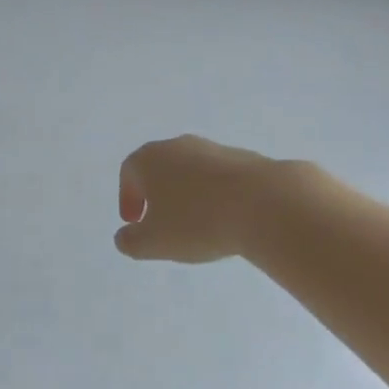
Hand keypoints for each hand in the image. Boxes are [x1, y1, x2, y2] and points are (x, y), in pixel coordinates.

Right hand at [114, 136, 323, 262]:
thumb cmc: (197, 221)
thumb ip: (131, 242)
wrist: (265, 204)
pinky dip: (216, 195)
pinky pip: (220, 177)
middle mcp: (176, 146)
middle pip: (159, 167)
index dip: (128, 198)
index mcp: (149, 159)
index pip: (129, 173)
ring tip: (198, 223)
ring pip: (191, 171)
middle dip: (157, 193)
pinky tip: (227, 218)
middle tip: (162, 221)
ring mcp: (212, 149)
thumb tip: (124, 237)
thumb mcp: (154, 242)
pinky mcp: (244, 158)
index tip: (135, 222)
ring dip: (188, 194)